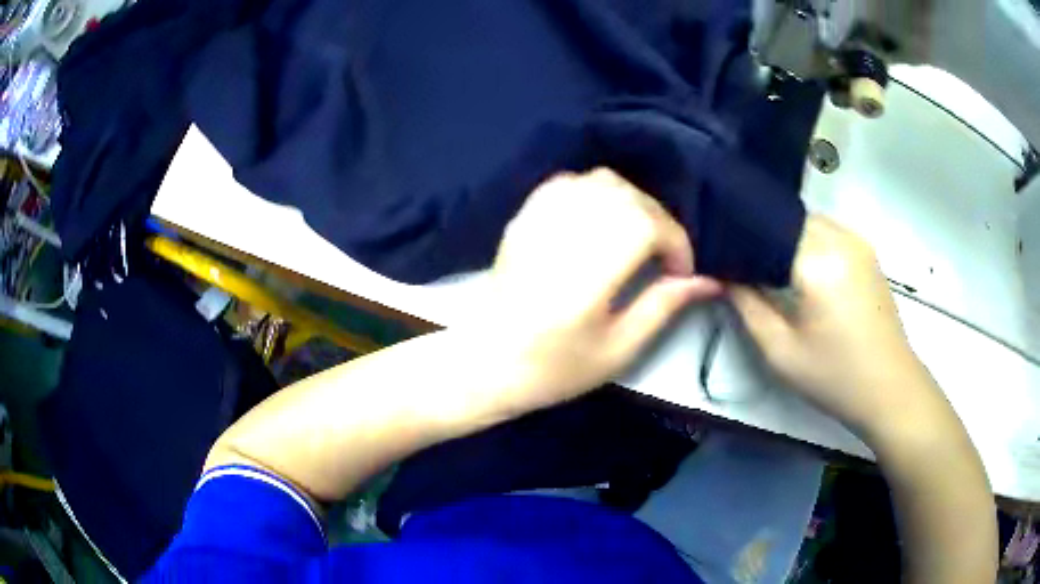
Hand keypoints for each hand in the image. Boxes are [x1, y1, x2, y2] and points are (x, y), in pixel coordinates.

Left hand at [483, 169, 721, 412]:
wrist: (487, 361)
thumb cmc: (553, 368)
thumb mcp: (617, 350)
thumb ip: (663, 307)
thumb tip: (706, 280)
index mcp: (585, 276)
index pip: (645, 224)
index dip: (675, 241)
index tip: (679, 272)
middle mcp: (561, 236)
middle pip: (628, 196)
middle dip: (659, 221)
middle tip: (663, 257)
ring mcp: (538, 220)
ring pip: (601, 181)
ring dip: (632, 202)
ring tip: (637, 237)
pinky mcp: (524, 216)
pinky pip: (570, 182)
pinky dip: (598, 192)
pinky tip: (603, 220)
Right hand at [730, 215, 945, 441]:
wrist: (890, 388)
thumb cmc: (835, 377)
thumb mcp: (781, 352)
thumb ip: (747, 306)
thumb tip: (724, 274)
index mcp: (818, 261)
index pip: (763, 229)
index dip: (739, 242)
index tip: (720, 259)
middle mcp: (839, 238)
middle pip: (786, 219)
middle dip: (761, 236)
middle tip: (741, 264)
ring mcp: (857, 241)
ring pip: (807, 221)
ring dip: (785, 237)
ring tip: (768, 266)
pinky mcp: (866, 250)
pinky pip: (827, 230)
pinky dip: (807, 240)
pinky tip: (801, 269)